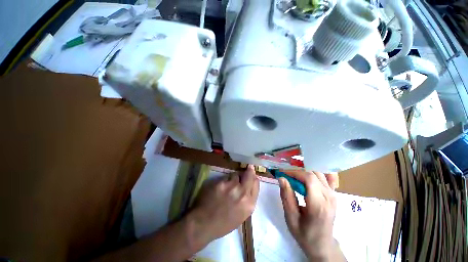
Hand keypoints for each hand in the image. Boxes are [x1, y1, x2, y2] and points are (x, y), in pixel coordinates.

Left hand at [189, 165, 259, 243]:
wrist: (204, 224)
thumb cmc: (224, 223)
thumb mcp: (242, 215)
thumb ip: (247, 200)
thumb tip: (249, 185)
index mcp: (249, 204)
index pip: (256, 184)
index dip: (254, 178)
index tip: (252, 175)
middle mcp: (243, 194)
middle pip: (249, 175)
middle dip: (249, 171)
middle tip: (249, 167)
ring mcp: (232, 187)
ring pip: (236, 175)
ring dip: (235, 177)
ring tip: (229, 184)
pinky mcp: (221, 183)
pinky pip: (226, 177)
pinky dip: (225, 180)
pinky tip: (221, 187)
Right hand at [279, 171, 339, 261]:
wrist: (322, 245)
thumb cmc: (304, 233)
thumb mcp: (291, 217)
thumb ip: (286, 196)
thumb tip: (281, 178)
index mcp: (318, 204)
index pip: (309, 178)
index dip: (295, 172)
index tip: (283, 173)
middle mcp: (329, 197)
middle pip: (314, 174)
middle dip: (298, 172)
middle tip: (287, 176)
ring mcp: (334, 196)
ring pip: (319, 174)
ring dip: (305, 173)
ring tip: (295, 178)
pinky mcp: (334, 196)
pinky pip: (328, 178)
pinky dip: (317, 175)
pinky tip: (310, 178)